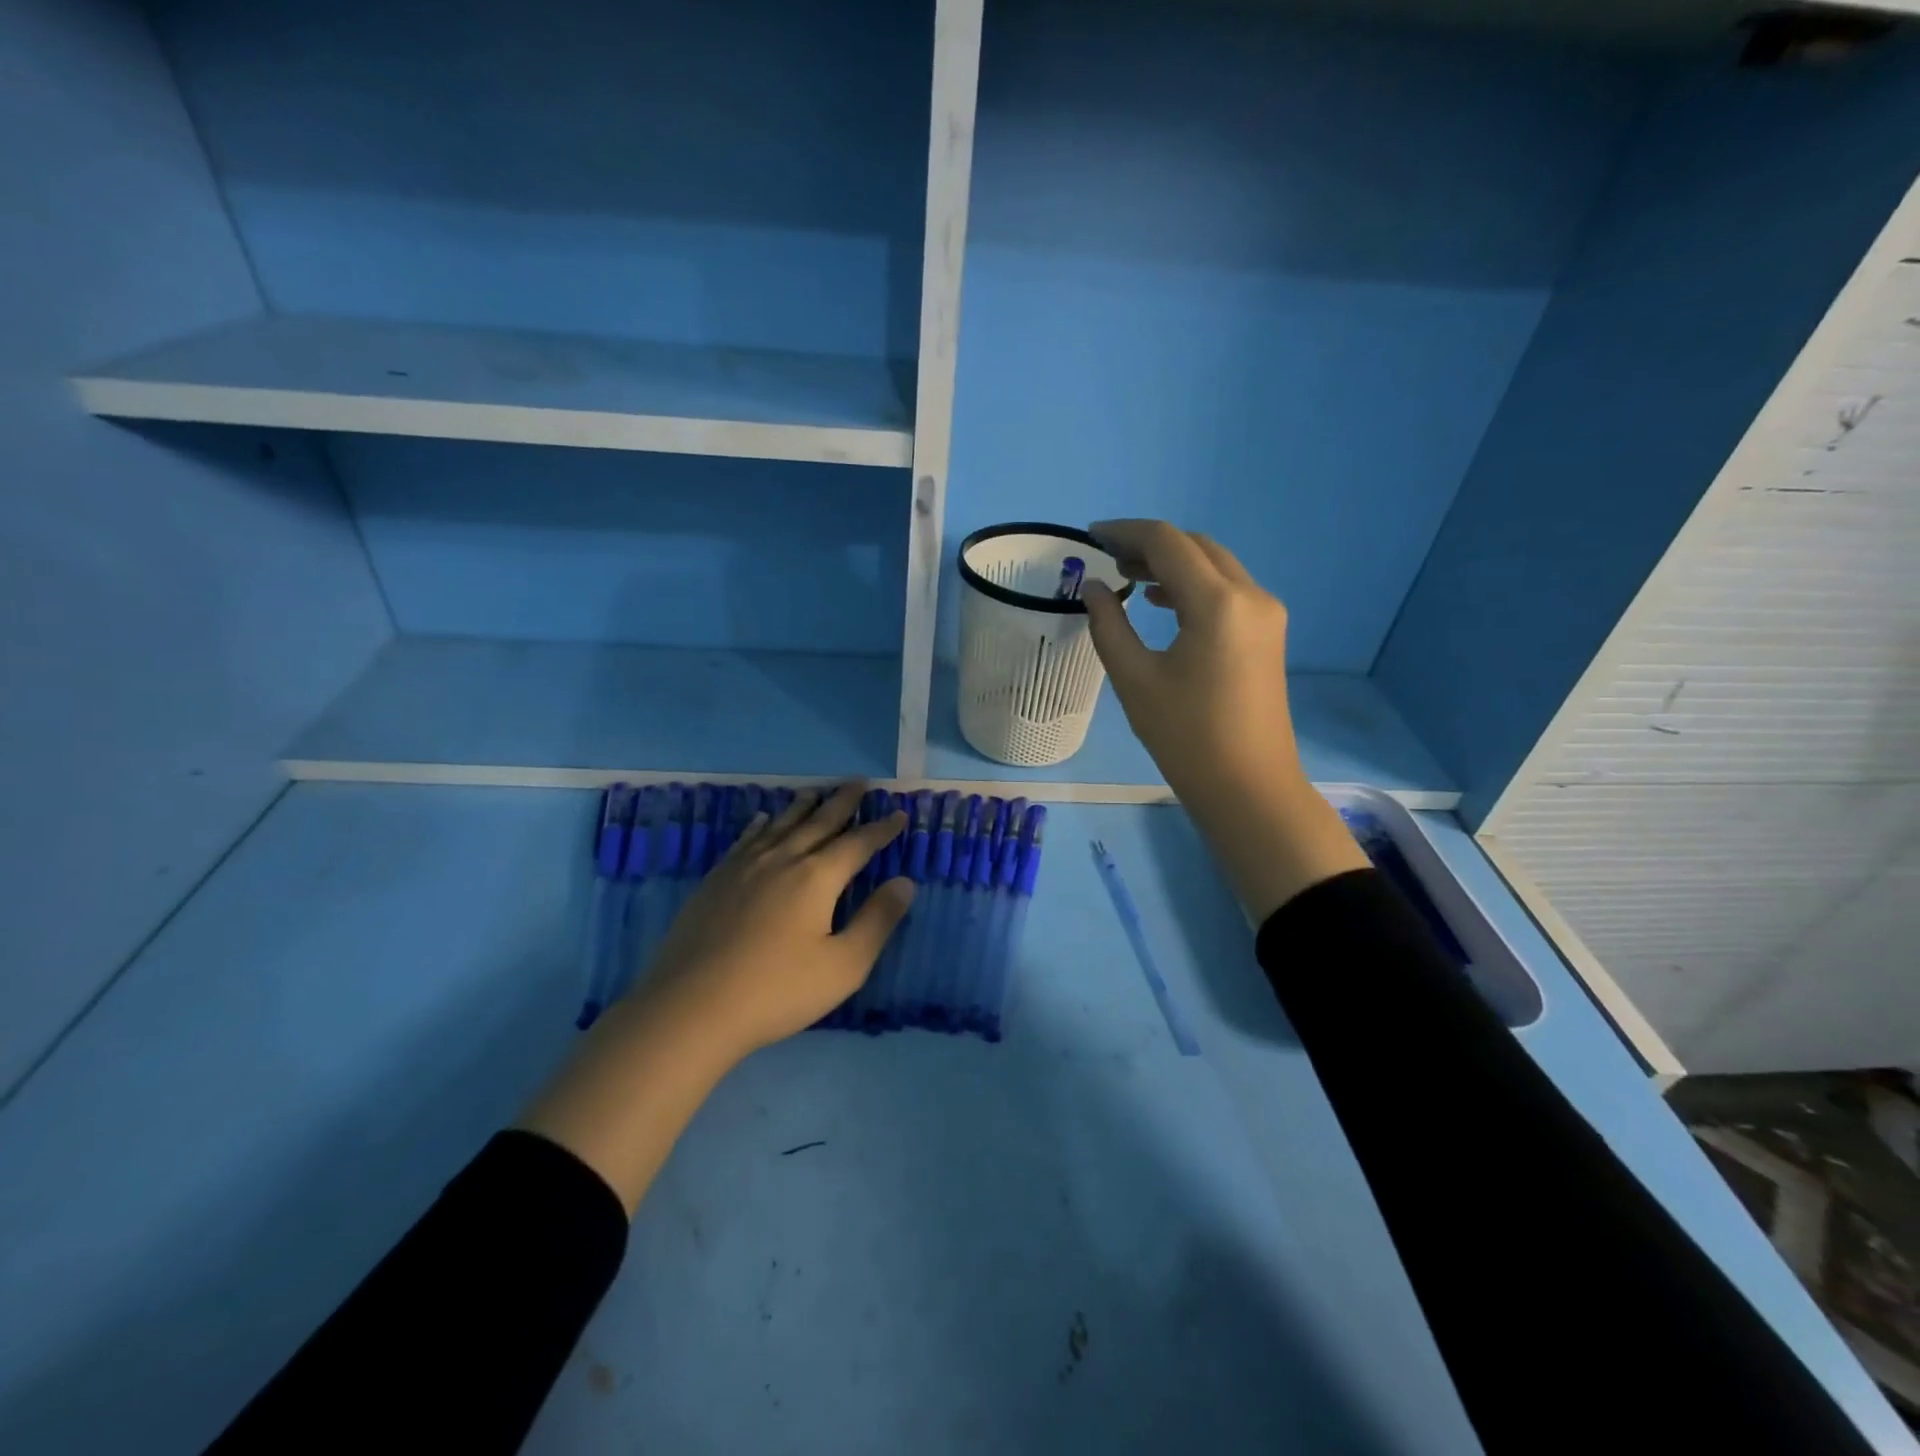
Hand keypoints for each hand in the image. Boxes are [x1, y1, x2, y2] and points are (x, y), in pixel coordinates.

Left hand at [518, 782, 912, 1214]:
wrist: (691, 1007)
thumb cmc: (777, 991)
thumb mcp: (844, 965)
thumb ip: (877, 921)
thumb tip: (905, 882)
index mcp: (817, 878)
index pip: (858, 844)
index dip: (882, 829)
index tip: (900, 813)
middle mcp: (782, 860)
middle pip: (819, 822)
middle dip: (843, 802)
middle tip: (860, 782)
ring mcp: (744, 867)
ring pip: (781, 825)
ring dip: (802, 806)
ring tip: (816, 791)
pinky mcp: (716, 881)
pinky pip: (745, 840)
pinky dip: (760, 825)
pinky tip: (762, 819)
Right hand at [1082, 519, 1367, 921]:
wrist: (1249, 788)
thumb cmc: (1186, 738)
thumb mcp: (1134, 680)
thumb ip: (1109, 625)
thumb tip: (1094, 588)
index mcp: (1217, 603)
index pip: (1167, 543)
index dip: (1125, 532)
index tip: (1090, 537)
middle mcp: (1250, 595)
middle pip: (1196, 546)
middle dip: (1150, 544)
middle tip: (1107, 557)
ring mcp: (1266, 614)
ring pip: (1215, 565)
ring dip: (1172, 563)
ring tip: (1129, 576)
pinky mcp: (1268, 633)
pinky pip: (1228, 590)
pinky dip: (1193, 585)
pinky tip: (1164, 602)